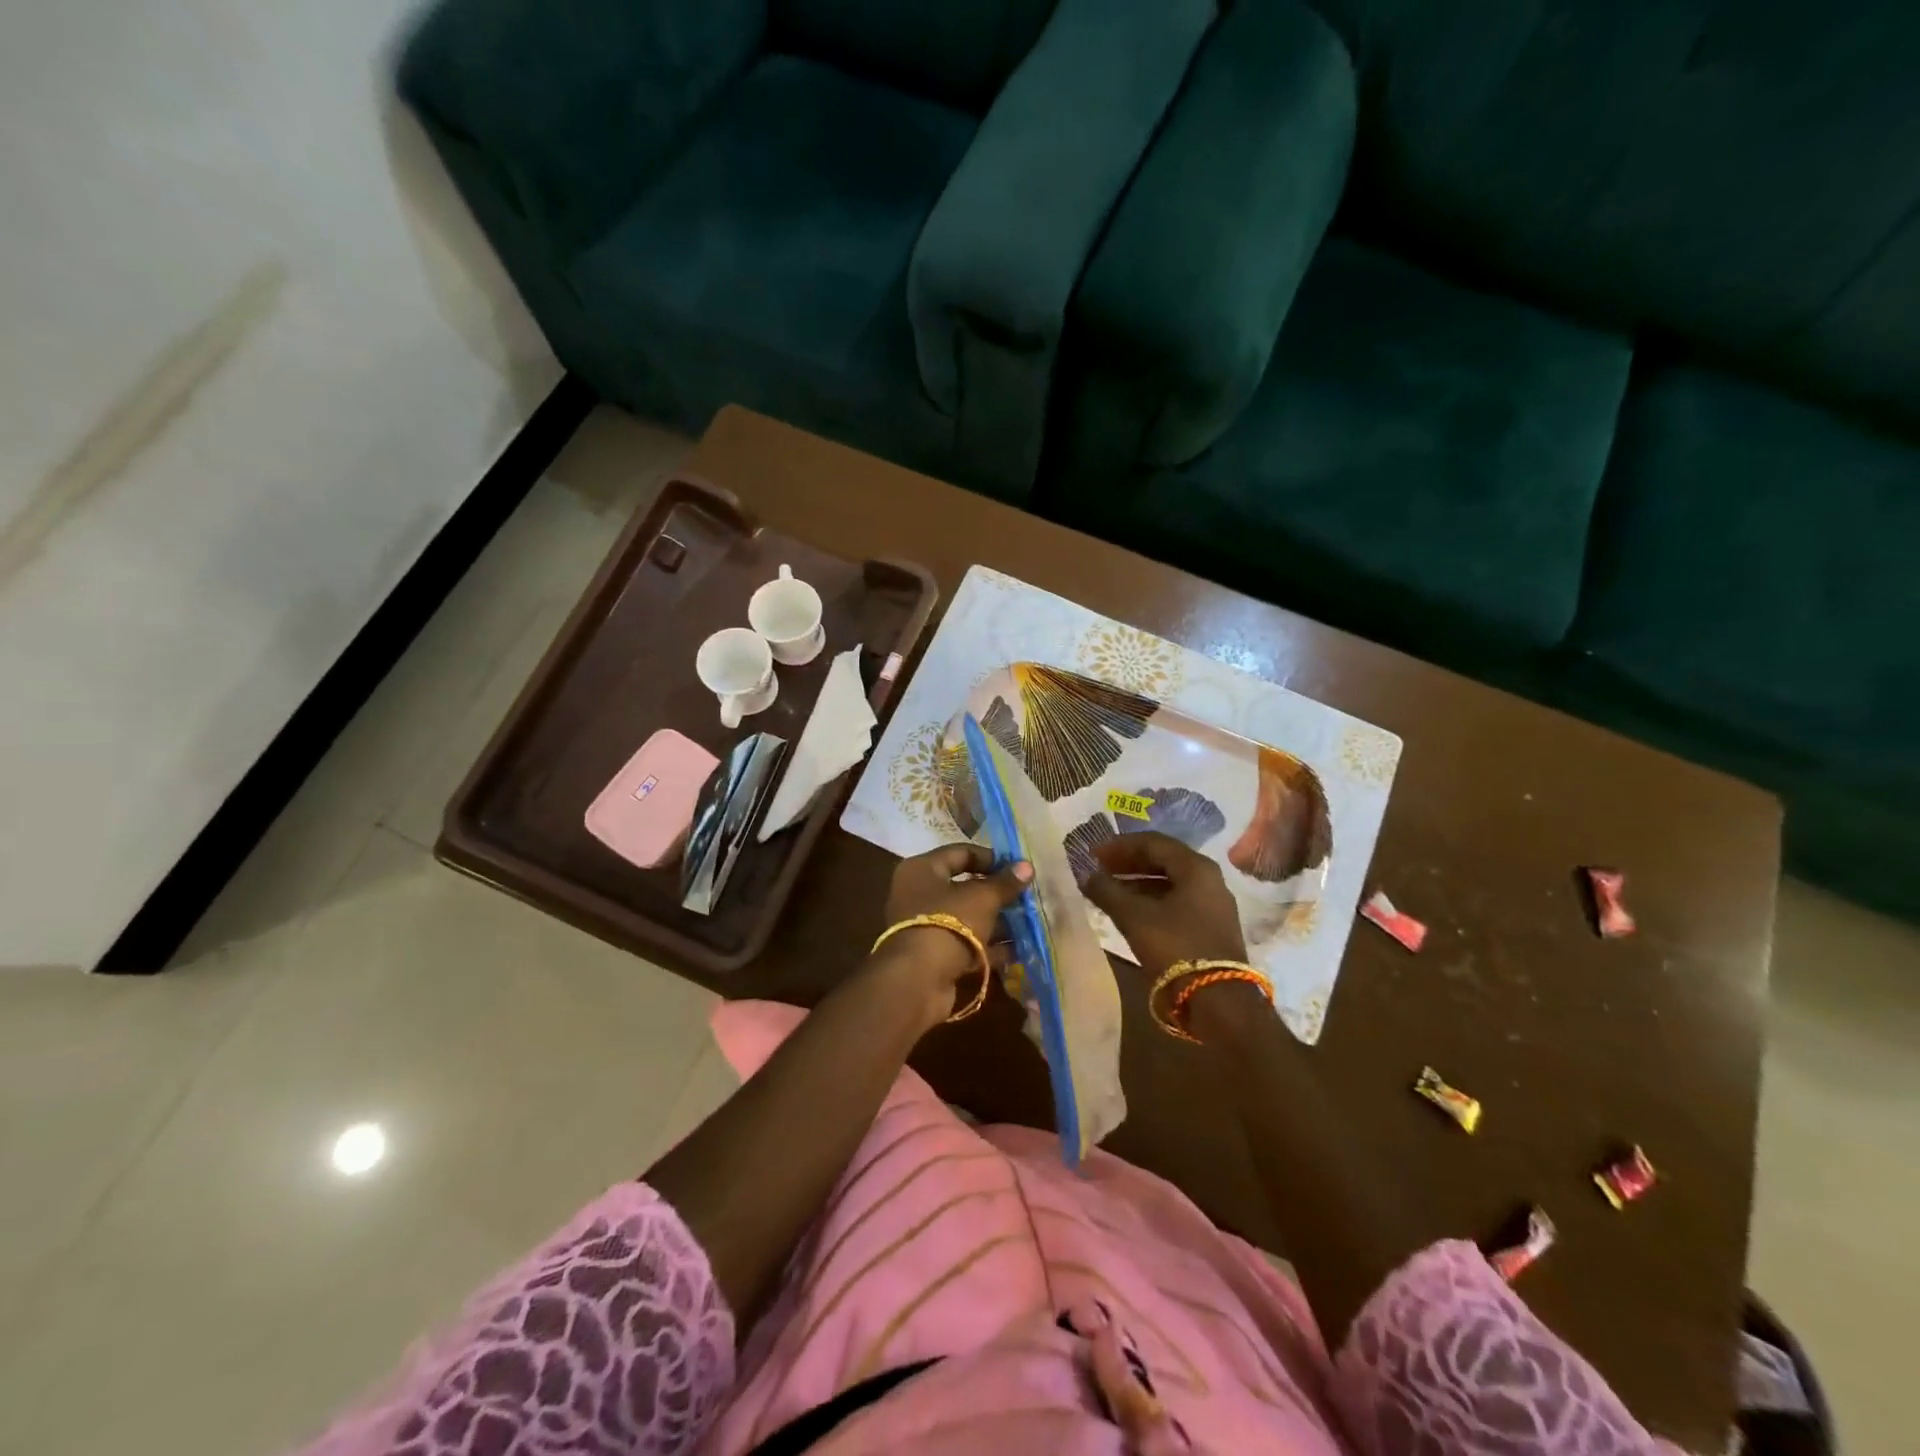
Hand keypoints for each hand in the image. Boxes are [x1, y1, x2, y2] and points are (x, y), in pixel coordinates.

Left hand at [870, 843, 1032, 1028]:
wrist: (919, 980)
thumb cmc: (949, 922)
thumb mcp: (982, 897)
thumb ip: (1005, 882)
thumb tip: (1026, 866)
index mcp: (922, 869)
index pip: (961, 853)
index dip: (991, 858)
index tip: (1018, 868)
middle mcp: (919, 894)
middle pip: (964, 887)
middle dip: (997, 894)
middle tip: (1026, 897)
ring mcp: (926, 927)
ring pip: (967, 918)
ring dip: (997, 921)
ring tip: (1029, 923)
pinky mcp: (934, 956)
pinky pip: (966, 944)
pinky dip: (989, 946)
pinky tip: (1018, 950)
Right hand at [1082, 832, 1246, 977]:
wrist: (1219, 1001)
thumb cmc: (1176, 948)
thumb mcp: (1134, 917)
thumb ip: (1107, 891)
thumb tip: (1085, 875)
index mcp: (1196, 867)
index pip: (1152, 842)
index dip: (1119, 846)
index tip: (1093, 854)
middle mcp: (1209, 879)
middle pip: (1163, 860)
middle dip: (1128, 863)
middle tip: (1099, 869)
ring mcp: (1212, 904)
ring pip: (1169, 882)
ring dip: (1137, 882)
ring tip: (1108, 890)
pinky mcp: (1211, 926)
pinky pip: (1176, 901)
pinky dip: (1151, 900)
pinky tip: (1129, 911)